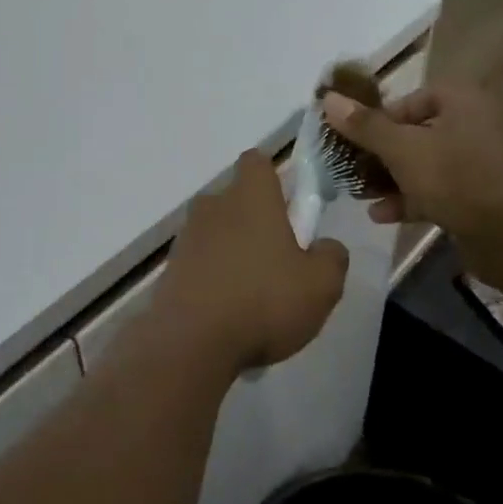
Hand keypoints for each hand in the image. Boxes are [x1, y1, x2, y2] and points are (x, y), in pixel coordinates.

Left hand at [154, 150, 348, 372]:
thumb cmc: (263, 301)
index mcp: (250, 196)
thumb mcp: (321, 285)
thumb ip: (332, 257)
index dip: (273, 178)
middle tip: (279, 260)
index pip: (256, 162)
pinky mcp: (171, 268)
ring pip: (217, 232)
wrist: (190, 341)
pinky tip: (229, 314)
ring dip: (234, 252)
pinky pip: (200, 262)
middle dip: (256, 222)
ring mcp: (187, 237)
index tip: (289, 207)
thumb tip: (325, 246)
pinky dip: (214, 278)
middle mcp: (214, 206)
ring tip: (254, 296)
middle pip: (237, 199)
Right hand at [320, 83, 502, 268]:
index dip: (379, 119)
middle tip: (350, 167)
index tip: (356, 139)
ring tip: (358, 193)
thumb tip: (327, 99)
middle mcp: (471, 125)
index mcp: (461, 101)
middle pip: (413, 133)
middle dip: (379, 154)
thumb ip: (364, 125)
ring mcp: (475, 163)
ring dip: (389, 179)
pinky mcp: (475, 196)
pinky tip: (380, 215)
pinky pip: (434, 190)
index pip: (410, 100)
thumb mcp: (402, 149)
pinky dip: (408, 199)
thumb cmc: (455, 178)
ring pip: (422, 164)